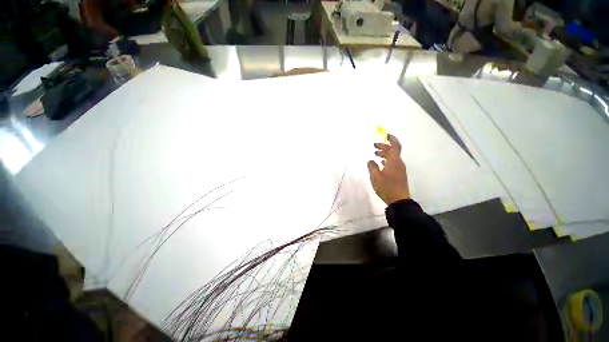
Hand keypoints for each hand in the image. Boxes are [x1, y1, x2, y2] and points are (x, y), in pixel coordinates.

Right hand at [367, 134, 409, 204]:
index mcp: (394, 161)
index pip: (395, 146)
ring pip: (393, 157)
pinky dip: (387, 160)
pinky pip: (393, 162)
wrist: (399, 200)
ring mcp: (400, 169)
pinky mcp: (399, 174)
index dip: (391, 139)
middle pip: (393, 151)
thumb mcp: (375, 177)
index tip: (385, 134)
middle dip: (384, 146)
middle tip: (374, 146)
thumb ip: (372, 167)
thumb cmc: (386, 187)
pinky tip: (381, 163)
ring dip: (385, 153)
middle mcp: (398, 163)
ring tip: (376, 154)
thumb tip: (370, 160)